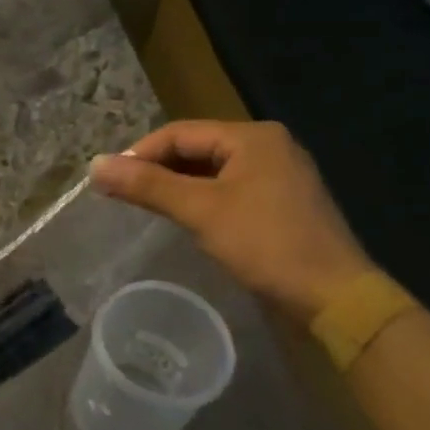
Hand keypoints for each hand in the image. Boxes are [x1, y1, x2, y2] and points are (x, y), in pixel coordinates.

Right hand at [90, 120, 376, 322]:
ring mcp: (279, 175)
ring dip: (177, 185)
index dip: (139, 153)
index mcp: (252, 137)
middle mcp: (268, 146)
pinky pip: (229, 190)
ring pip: (212, 171)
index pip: (179, 133)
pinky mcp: (282, 203)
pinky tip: (185, 219)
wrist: (334, 297)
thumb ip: (147, 184)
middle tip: (123, 195)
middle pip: (196, 148)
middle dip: (157, 169)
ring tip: (147, 207)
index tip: (109, 180)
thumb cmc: (266, 244)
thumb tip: (94, 165)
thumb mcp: (200, 210)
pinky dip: (202, 200)